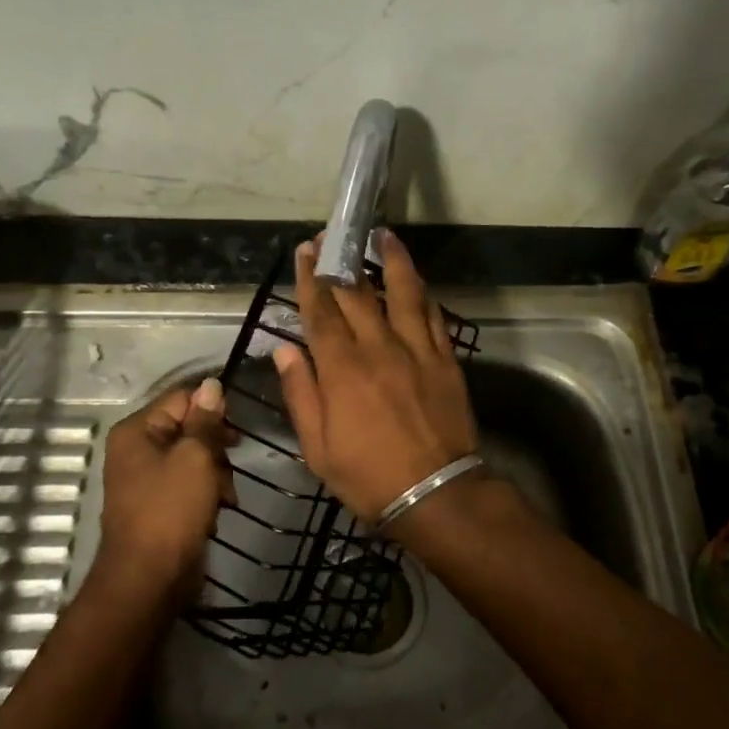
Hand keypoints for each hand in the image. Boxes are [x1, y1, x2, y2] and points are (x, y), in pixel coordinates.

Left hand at [96, 378, 232, 598]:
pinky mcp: (158, 504)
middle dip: (215, 446)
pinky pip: (189, 484)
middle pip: (188, 428)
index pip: (181, 398)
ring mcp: (145, 479)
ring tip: (225, 496)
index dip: (212, 408)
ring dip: (216, 473)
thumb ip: (205, 420)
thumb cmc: (171, 510)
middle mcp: (136, 449)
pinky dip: (206, 494)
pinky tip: (219, 510)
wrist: (149, 579)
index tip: (237, 429)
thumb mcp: (195, 457)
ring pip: (193, 458)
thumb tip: (212, 385)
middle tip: (231, 463)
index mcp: (136, 431)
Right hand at [273, 229, 479, 522]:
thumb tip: (284, 349)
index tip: (306, 251)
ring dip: (392, 261)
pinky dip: (423, 294)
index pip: (321, 312)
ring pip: (403, 293)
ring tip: (384, 235)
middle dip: (341, 262)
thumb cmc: (367, 476)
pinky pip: (433, 316)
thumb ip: (301, 392)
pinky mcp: (445, 359)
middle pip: (357, 294)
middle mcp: (378, 348)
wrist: (435, 492)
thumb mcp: (317, 446)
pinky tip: (416, 280)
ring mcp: (416, 350)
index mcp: (342, 369)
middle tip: (332, 237)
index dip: (311, 278)